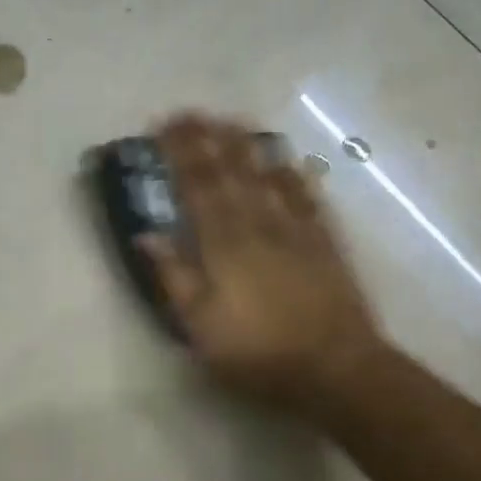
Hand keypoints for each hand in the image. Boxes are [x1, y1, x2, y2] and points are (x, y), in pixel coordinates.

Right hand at [141, 114, 385, 421]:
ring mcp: (295, 231)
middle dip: (208, 139)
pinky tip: (287, 158)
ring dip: (247, 145)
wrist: (335, 368)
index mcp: (223, 246)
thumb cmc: (258, 353)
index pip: (197, 187)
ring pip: (268, 176)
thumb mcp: (200, 327)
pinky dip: (294, 173)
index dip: (179, 154)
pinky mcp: (324, 243)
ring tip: (232, 121)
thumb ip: (174, 277)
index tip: (163, 127)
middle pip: (230, 172)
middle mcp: (258, 226)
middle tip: (192, 111)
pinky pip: (306, 197)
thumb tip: (145, 235)